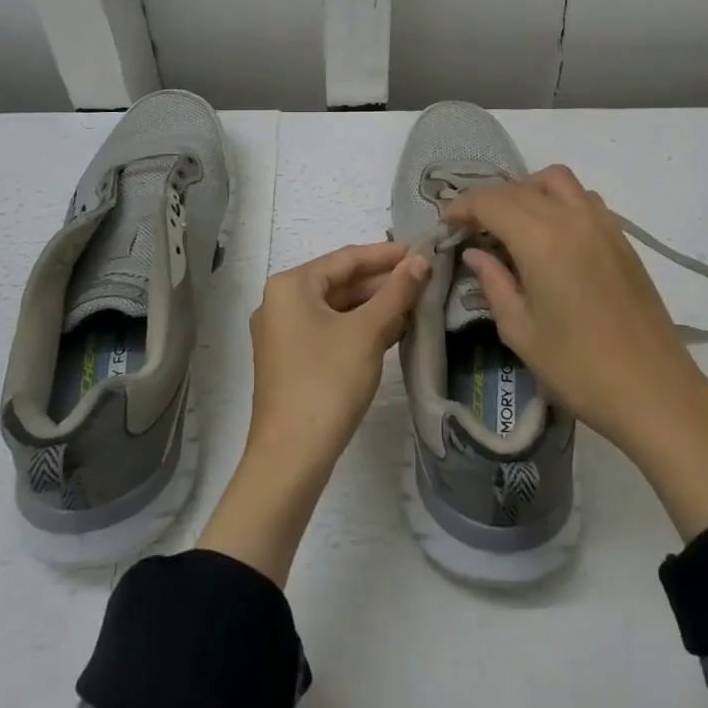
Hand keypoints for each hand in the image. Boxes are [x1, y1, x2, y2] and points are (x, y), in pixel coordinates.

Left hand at [243, 241, 428, 470]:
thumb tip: (420, 260)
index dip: (387, 254)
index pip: (347, 258)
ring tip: (418, 302)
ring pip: (338, 308)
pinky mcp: (293, 360)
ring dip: (376, 305)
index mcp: (291, 286)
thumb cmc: (327, 382)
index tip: (423, 249)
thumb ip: (396, 292)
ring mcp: (284, 333)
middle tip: (426, 278)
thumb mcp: (367, 332)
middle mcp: (282, 302)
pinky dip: (361, 327)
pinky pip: (332, 330)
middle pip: (341, 282)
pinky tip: (395, 329)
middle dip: (384, 282)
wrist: (291, 458)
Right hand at [449, 167, 707, 538]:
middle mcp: (571, 218)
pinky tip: (551, 234)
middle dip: (489, 200)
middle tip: (471, 227)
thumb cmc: (579, 368)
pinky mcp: (622, 238)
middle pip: (520, 187)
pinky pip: (583, 198)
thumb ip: (494, 283)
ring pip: (557, 181)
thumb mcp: (521, 331)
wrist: (654, 391)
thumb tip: (476, 254)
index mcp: (541, 239)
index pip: (491, 202)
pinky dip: (558, 200)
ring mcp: (602, 224)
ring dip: (527, 190)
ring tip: (511, 223)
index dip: (463, 206)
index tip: (446, 223)